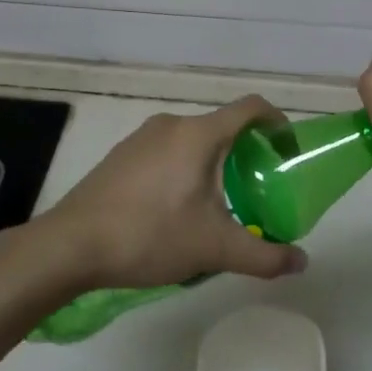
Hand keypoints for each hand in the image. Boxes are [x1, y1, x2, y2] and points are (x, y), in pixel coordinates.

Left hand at [40, 96, 308, 289]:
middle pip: (221, 127)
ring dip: (212, 164)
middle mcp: (171, 124)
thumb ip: (264, 256)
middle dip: (245, 153)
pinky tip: (174, 211)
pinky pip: (166, 152)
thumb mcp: (214, 249)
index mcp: (199, 134)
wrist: (70, 245)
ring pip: (192, 142)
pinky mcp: (120, 156)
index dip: (277, 122)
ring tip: (216, 206)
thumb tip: (301, 262)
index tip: (287, 150)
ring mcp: (141, 138)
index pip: (250, 108)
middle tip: (255, 189)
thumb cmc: (149, 235)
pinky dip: (183, 170)